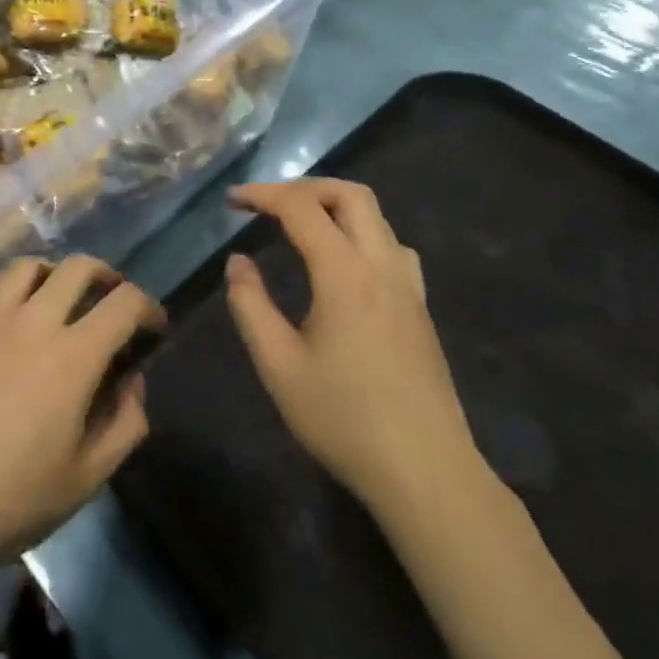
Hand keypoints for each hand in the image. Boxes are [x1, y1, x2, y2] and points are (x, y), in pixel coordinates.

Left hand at [0, 257, 165, 578]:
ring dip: (55, 274)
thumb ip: (125, 424)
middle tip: (112, 301)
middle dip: (107, 276)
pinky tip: (11, 308)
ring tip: (60, 299)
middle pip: (79, 267)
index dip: (149, 306)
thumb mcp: (86, 478)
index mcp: (74, 356)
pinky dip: (8, 284)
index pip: (125, 303)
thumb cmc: (10, 500)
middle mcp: (34, 322)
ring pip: (30, 266)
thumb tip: (133, 382)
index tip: (154, 326)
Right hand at [224, 180, 484, 510]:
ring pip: (377, 217)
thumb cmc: (344, 419)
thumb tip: (238, 262)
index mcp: (344, 274)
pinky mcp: (420, 307)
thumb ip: (251, 306)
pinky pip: (393, 246)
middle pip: (350, 195)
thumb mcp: (279, 366)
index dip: (263, 195)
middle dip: (305, 187)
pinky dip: (361, 232)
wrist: (426, 471)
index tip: (232, 200)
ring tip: (302, 226)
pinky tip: (345, 264)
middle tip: (269, 205)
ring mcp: (408, 286)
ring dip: (336, 206)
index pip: (302, 208)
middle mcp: (382, 265)